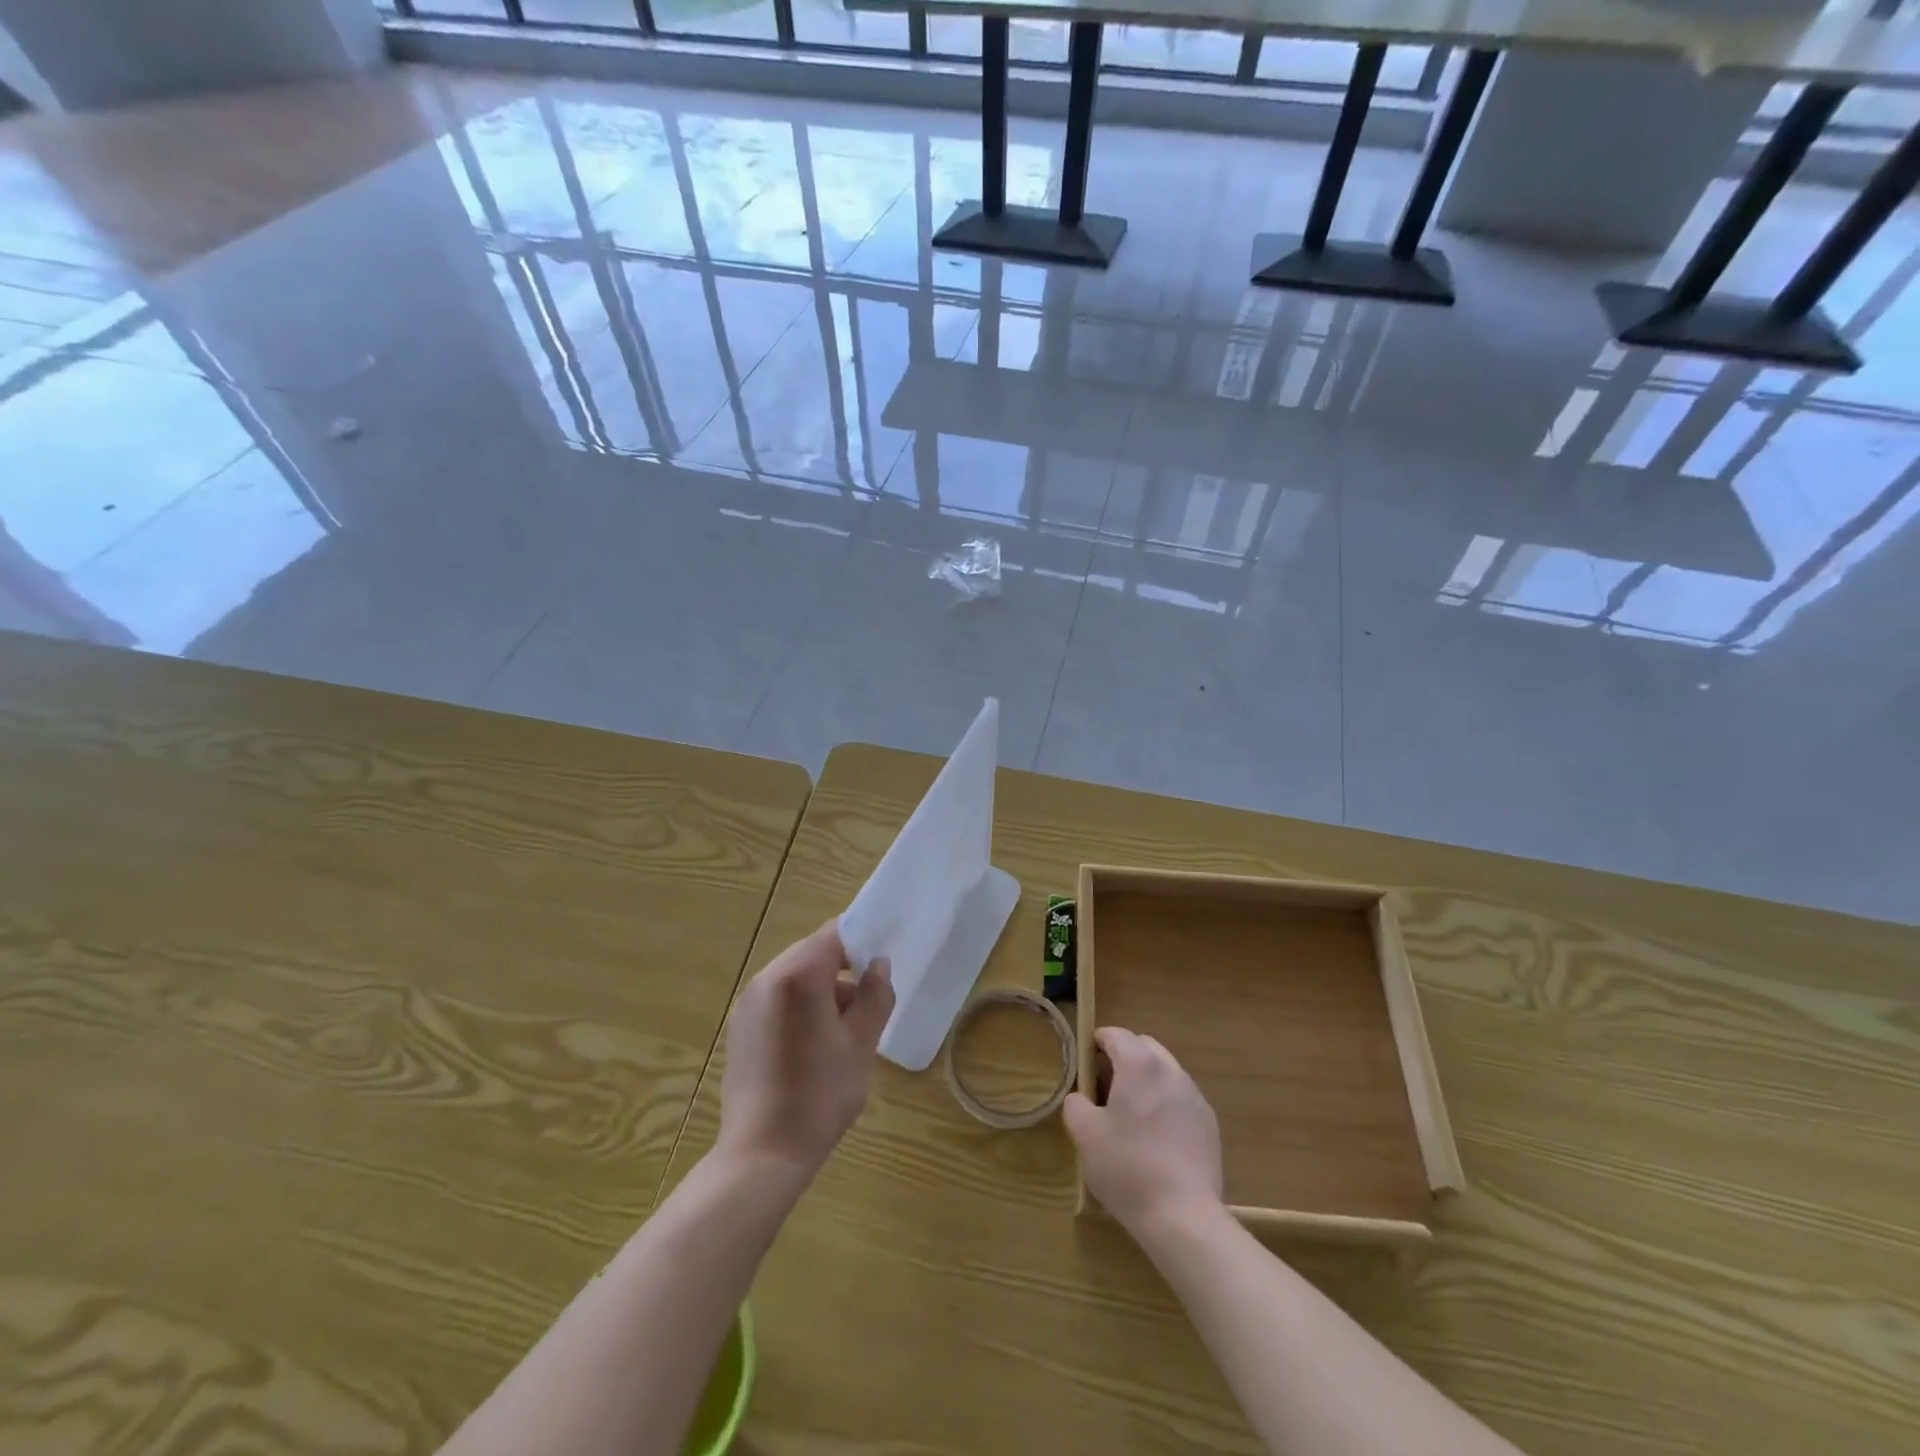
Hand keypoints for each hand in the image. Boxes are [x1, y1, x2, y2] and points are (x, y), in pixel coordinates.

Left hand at [717, 921, 893, 1181]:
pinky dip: (801, 1005)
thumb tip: (878, 965)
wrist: (762, 1154)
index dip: (862, 941)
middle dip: (843, 969)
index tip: (882, 964)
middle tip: (869, 1001)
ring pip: (795, 975)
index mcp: (799, 975)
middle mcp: (767, 978)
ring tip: (845, 1030)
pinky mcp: (740, 1026)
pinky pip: (778, 997)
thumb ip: (875, 995)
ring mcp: (749, 1002)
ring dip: (823, 988)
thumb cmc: (820, 1095)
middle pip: (813, 952)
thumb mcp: (861, 1044)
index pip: (835, 934)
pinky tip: (814, 1045)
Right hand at [1064, 1027, 1222, 1234]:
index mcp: (1139, 1064)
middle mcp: (1171, 1070)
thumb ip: (1076, 1104)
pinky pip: (1181, 1098)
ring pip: (1165, 1072)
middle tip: (1105, 1086)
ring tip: (1131, 1114)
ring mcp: (1194, 1097)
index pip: (1115, 1034)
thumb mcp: (1085, 1134)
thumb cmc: (1127, 1167)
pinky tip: (1156, 1138)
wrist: (1183, 1216)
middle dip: (1123, 1057)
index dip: (1096, 1043)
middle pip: (1144, 1047)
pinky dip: (1165, 1103)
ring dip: (1146, 1080)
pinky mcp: (1209, 1124)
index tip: (1085, 1063)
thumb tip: (1080, 1098)